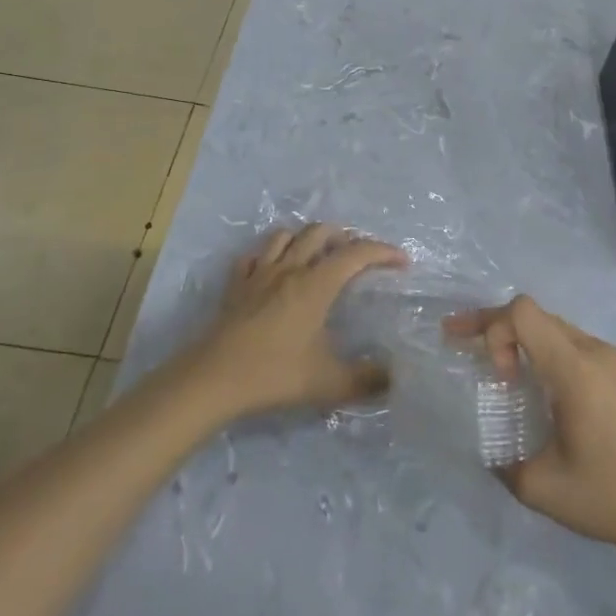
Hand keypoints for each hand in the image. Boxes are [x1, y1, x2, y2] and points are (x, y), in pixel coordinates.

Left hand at [191, 224, 406, 417]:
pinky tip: (273, 270)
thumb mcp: (328, 383)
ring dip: (306, 238)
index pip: (357, 254)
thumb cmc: (274, 374)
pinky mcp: (236, 285)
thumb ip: (366, 380)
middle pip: (320, 232)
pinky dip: (270, 255)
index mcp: (316, 284)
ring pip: (285, 235)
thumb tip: (394, 378)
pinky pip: (255, 256)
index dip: (383, 252)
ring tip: (318, 254)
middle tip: (359, 256)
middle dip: (345, 236)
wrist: (213, 379)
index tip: (402, 262)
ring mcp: (259, 274)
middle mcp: (290, 269)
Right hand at [446, 296, 615, 566]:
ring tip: (499, 371)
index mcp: (575, 368)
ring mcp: (612, 360)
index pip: (523, 312)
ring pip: (554, 327)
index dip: (493, 329)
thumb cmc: (610, 496)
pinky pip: (573, 344)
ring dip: (521, 339)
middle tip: (460, 342)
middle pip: (535, 314)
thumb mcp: (541, 487)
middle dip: (494, 326)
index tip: (497, 376)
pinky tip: (538, 387)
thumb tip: (488, 448)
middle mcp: (594, 351)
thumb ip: (502, 462)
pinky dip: (545, 352)